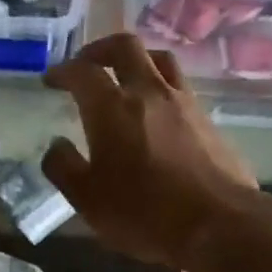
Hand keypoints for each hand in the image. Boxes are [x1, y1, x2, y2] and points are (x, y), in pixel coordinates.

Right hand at [41, 34, 254, 266]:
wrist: (220, 224)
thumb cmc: (144, 212)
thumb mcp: (87, 199)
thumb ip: (64, 167)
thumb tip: (56, 146)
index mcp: (112, 107)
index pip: (82, 72)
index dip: (63, 71)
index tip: (52, 79)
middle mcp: (149, 92)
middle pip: (125, 47)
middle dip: (100, 49)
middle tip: (87, 63)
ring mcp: (184, 103)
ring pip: (159, 60)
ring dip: (137, 60)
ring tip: (125, 77)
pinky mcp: (208, 120)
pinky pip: (181, 87)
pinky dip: (161, 87)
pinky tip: (157, 112)